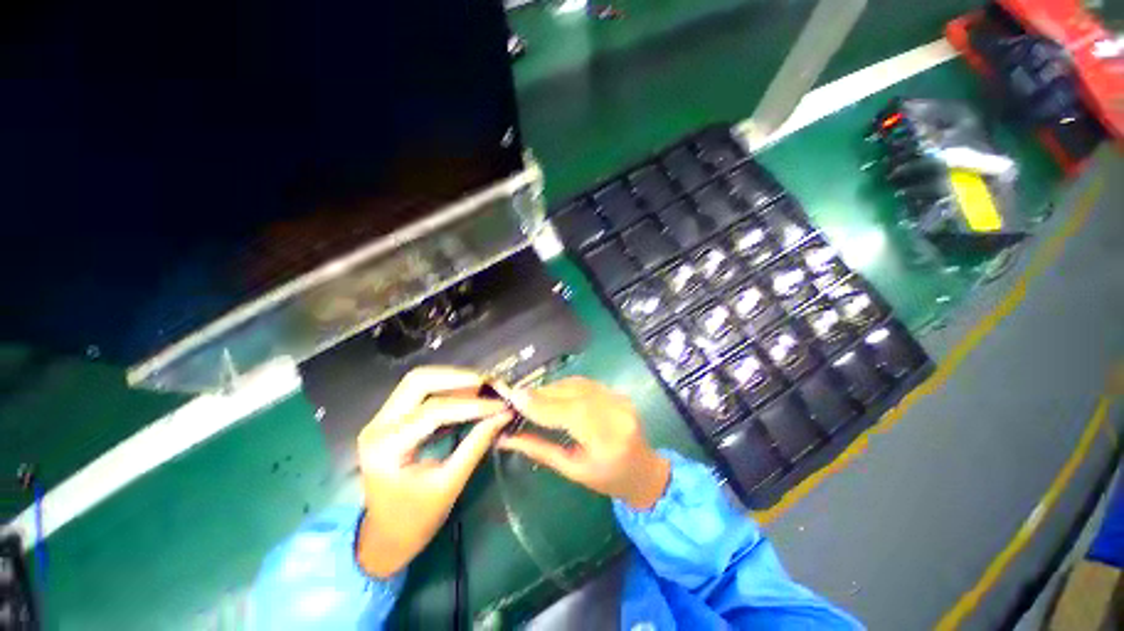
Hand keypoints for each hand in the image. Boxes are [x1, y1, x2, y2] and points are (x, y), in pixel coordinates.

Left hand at [355, 367, 512, 578]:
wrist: (383, 538)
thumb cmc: (415, 520)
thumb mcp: (449, 485)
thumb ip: (476, 445)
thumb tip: (503, 415)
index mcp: (387, 448)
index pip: (434, 411)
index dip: (472, 405)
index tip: (501, 405)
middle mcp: (378, 425)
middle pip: (419, 381)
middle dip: (459, 378)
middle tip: (490, 384)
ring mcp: (381, 419)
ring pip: (419, 381)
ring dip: (453, 379)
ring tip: (483, 387)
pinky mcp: (390, 419)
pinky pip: (420, 392)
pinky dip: (447, 388)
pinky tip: (468, 394)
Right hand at [496, 377, 669, 509]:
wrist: (643, 470)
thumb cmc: (607, 479)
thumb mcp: (572, 471)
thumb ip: (540, 450)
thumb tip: (507, 437)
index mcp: (609, 440)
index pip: (571, 413)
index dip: (541, 404)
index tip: (514, 398)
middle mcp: (617, 412)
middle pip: (573, 394)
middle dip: (541, 394)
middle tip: (516, 396)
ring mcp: (619, 398)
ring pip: (577, 384)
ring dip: (551, 388)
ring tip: (530, 396)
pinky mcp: (617, 391)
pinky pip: (584, 383)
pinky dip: (564, 385)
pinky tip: (551, 393)